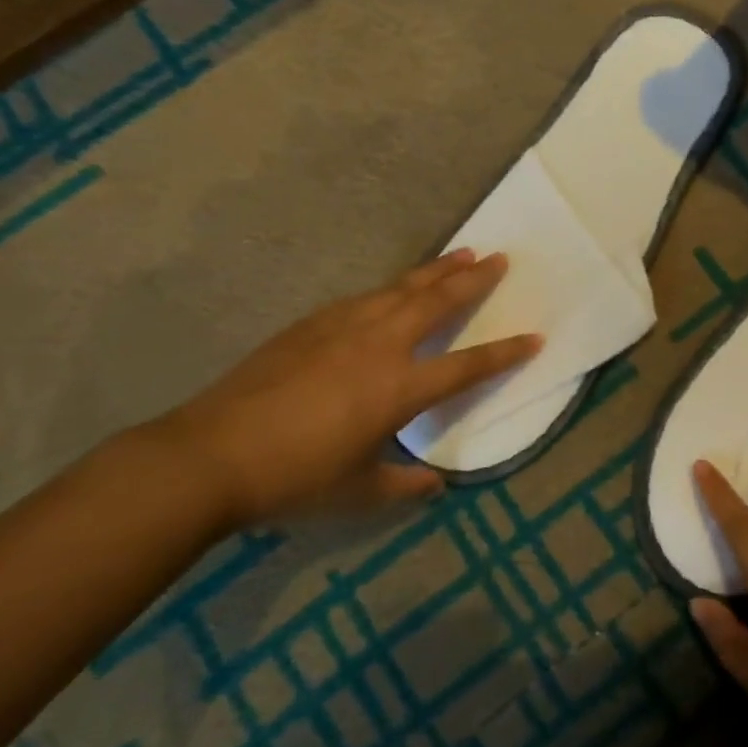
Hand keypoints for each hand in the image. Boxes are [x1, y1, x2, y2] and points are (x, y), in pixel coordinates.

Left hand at [150, 250, 540, 526]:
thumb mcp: (359, 492)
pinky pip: (365, 296)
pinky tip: (393, 288)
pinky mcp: (311, 324)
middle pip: (437, 302)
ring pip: (401, 288)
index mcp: (400, 388)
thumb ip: (404, 484)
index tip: (535, 337)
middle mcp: (380, 345)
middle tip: (500, 259)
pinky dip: (392, 287)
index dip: (505, 353)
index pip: (467, 365)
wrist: (211, 454)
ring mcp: (343, 327)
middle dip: (474, 280)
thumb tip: (435, 484)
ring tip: (461, 254)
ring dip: (435, 271)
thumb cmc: (295, 477)